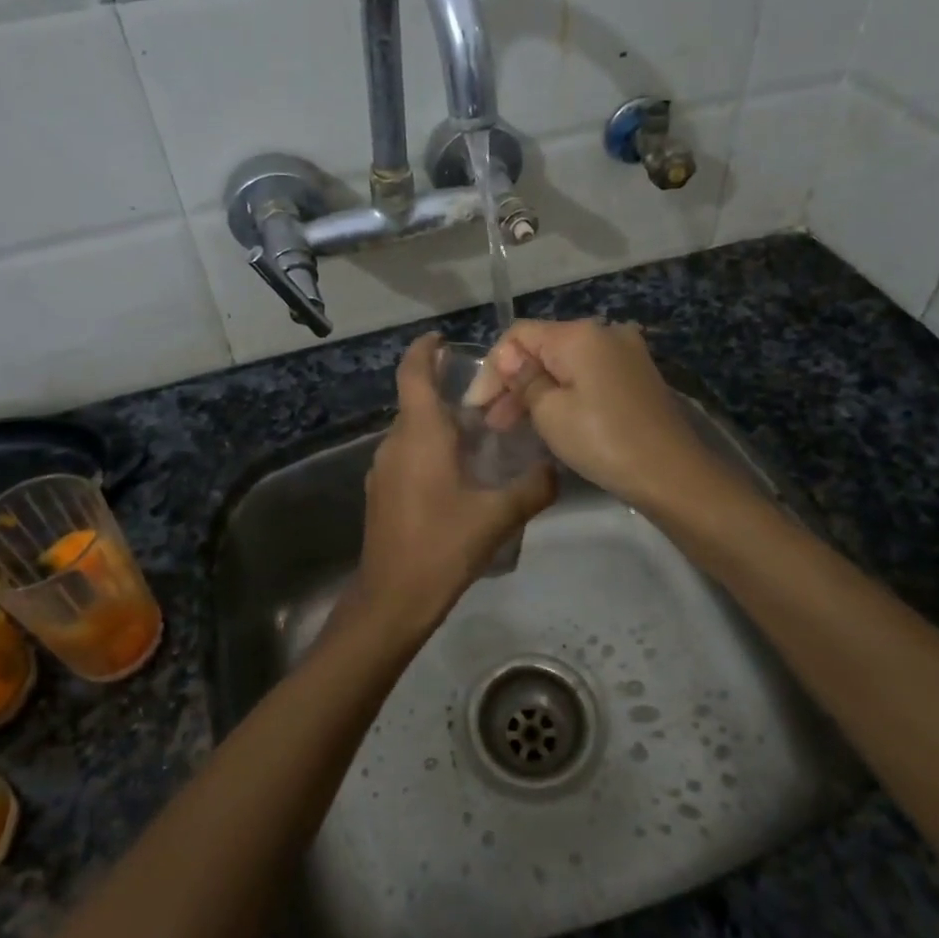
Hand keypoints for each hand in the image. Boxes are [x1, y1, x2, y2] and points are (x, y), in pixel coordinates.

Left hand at [354, 335, 556, 636]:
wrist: (392, 599)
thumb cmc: (442, 547)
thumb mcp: (497, 517)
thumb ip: (533, 489)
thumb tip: (556, 471)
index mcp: (420, 435)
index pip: (414, 373)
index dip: (424, 350)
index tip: (443, 338)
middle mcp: (395, 443)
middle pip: (417, 401)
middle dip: (447, 391)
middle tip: (490, 398)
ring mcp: (383, 468)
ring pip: (413, 431)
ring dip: (441, 424)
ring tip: (482, 435)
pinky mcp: (382, 492)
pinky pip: (408, 454)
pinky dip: (431, 450)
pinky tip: (460, 474)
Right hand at [479, 319, 715, 509]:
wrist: (672, 474)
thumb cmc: (603, 441)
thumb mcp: (550, 412)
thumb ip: (523, 380)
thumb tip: (507, 359)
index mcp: (580, 334)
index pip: (519, 335)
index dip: (492, 367)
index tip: (476, 406)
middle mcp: (604, 333)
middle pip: (543, 348)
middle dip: (513, 381)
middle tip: (492, 422)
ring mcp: (624, 353)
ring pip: (564, 364)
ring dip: (536, 390)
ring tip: (512, 426)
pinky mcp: (635, 376)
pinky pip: (587, 375)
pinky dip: (563, 393)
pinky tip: (547, 419)